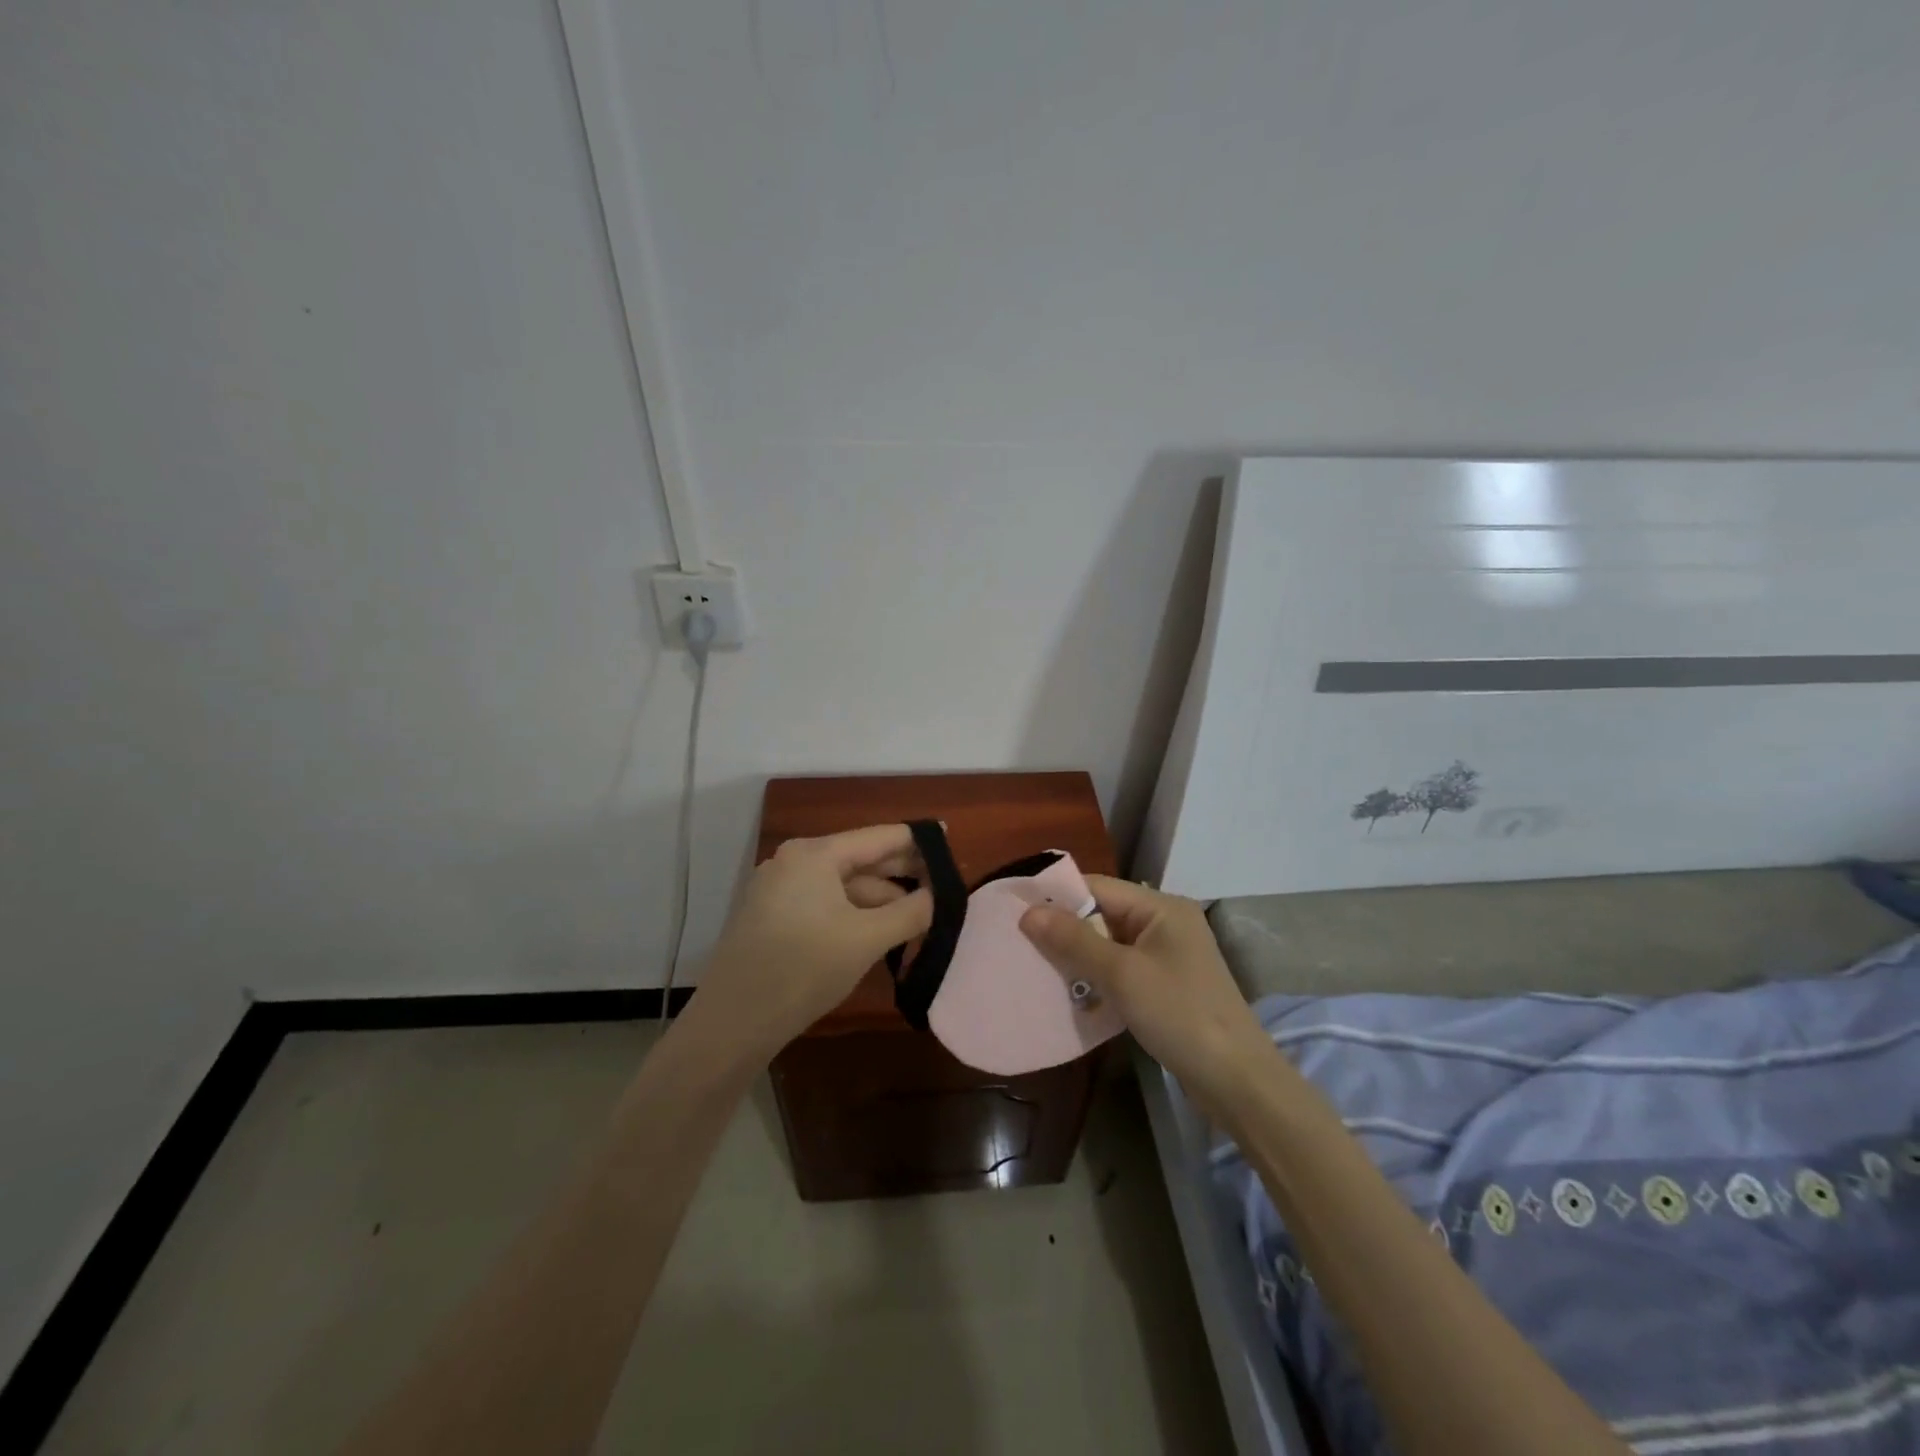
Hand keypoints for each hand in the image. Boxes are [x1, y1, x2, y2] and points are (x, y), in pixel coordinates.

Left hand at [700, 824, 932, 1056]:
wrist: (732, 1022)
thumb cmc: (804, 969)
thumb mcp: (866, 939)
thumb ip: (910, 912)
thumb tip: (935, 896)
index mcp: (815, 854)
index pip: (879, 838)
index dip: (916, 841)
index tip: (948, 841)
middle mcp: (794, 861)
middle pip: (860, 860)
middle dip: (901, 875)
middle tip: (942, 888)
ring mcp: (778, 889)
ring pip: (843, 886)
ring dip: (879, 901)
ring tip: (917, 919)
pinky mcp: (772, 917)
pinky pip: (824, 904)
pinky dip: (854, 914)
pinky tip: (878, 932)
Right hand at [1019, 877, 1277, 1113]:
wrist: (1237, 1081)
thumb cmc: (1179, 1015)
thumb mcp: (1121, 974)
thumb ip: (1074, 940)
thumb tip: (1028, 912)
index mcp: (1161, 908)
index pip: (1098, 887)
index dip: (1058, 897)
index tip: (1017, 912)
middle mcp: (1166, 923)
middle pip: (1103, 914)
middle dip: (1065, 930)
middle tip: (1022, 945)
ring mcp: (1168, 956)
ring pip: (1110, 944)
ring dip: (1079, 957)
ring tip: (1039, 969)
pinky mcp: (1167, 985)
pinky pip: (1122, 970)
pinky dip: (1098, 978)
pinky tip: (1072, 994)